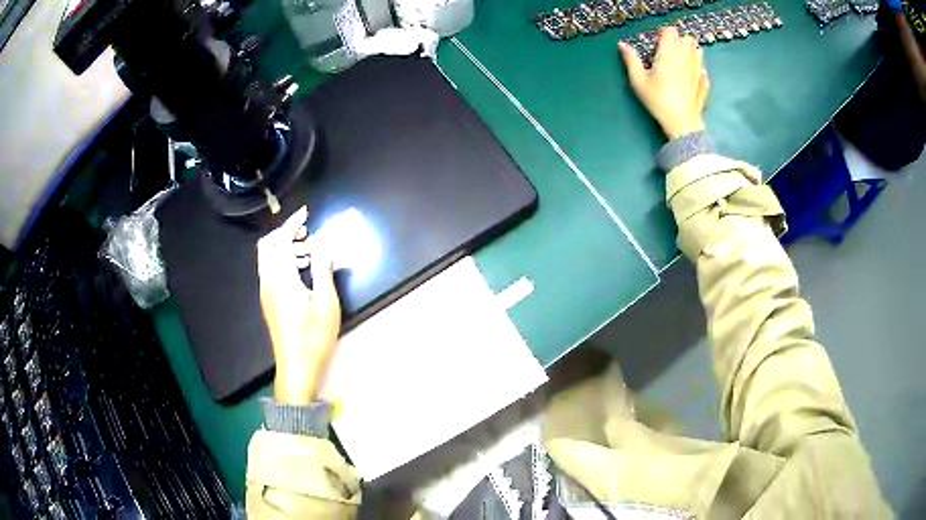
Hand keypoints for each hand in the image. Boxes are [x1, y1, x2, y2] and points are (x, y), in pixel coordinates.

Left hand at [257, 206, 340, 404]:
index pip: (281, 240)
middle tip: (305, 230)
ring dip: (284, 248)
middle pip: (267, 246)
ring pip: (268, 259)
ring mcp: (266, 292)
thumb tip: (324, 245)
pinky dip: (282, 261)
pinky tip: (301, 271)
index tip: (305, 213)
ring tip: (309, 250)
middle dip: (284, 233)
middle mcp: (268, 281)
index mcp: (281, 278)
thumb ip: (323, 269)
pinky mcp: (269, 302)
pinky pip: (270, 271)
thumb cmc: (313, 336)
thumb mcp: (325, 301)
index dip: (292, 223)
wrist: (297, 367)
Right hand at [619, 27, 709, 139]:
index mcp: (669, 52)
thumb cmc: (658, 100)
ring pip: (698, 51)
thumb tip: (622, 44)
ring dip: (690, 52)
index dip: (663, 34)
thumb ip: (631, 59)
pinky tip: (690, 77)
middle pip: (687, 38)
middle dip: (680, 41)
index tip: (658, 43)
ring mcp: (698, 69)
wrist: (682, 122)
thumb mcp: (638, 80)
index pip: (670, 31)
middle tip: (670, 51)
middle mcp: (686, 56)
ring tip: (681, 62)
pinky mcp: (705, 82)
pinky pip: (703, 68)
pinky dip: (697, 68)